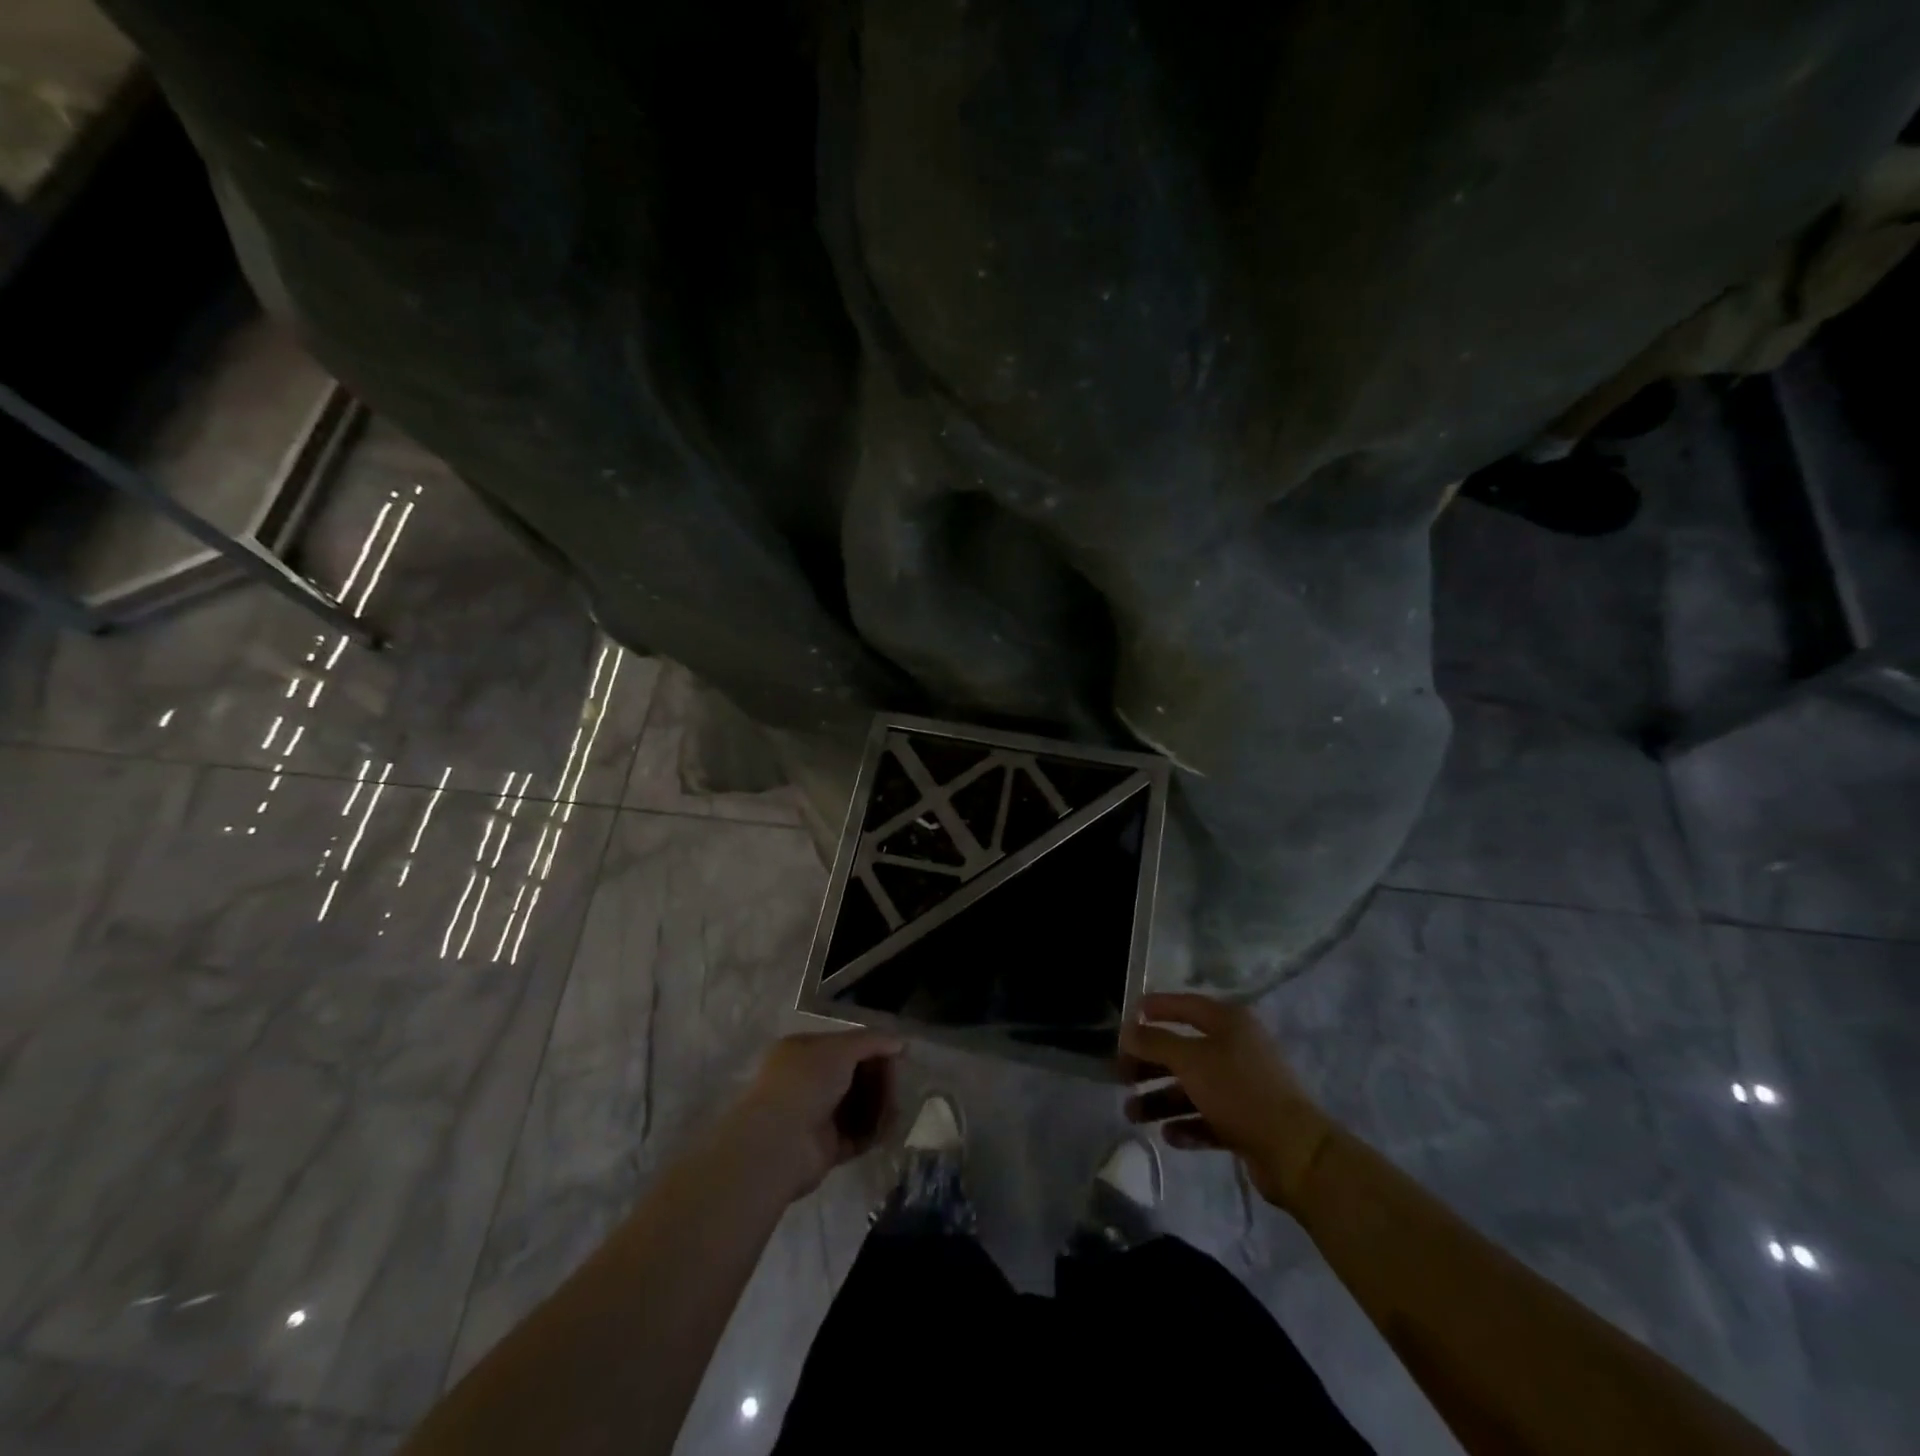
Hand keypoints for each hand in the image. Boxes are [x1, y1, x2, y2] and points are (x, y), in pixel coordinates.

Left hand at [720, 1029, 904, 1201]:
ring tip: (896, 1110)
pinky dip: (874, 1131)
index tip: (898, 1055)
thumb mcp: (840, 1048)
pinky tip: (890, 1128)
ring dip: (879, 1106)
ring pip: (857, 1106)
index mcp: (804, 1051)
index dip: (873, 1049)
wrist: (780, 1143)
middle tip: (897, 1085)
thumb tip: (900, 1042)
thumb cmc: (806, 1082)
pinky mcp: (825, 1148)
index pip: (846, 1045)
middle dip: (879, 1080)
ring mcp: (816, 1116)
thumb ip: (872, 1041)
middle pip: (854, 1076)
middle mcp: (808, 1081)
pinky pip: (857, 1135)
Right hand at [1121, 993, 1332, 1209]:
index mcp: (1229, 1023)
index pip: (1185, 1005)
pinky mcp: (1246, 1121)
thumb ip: (1155, 1042)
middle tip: (1120, 1075)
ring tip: (1132, 1114)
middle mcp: (1236, 1048)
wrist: (1294, 1152)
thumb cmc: (1239, 1091)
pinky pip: (1207, 1117)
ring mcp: (1242, 1086)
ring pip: (1192, 1086)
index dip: (1156, 1008)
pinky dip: (1187, 1123)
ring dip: (1160, 1098)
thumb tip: (1128, 1030)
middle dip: (1150, 1063)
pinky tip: (1168, 1135)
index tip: (1127, 1017)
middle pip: (1183, 1050)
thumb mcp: (1191, 1060)